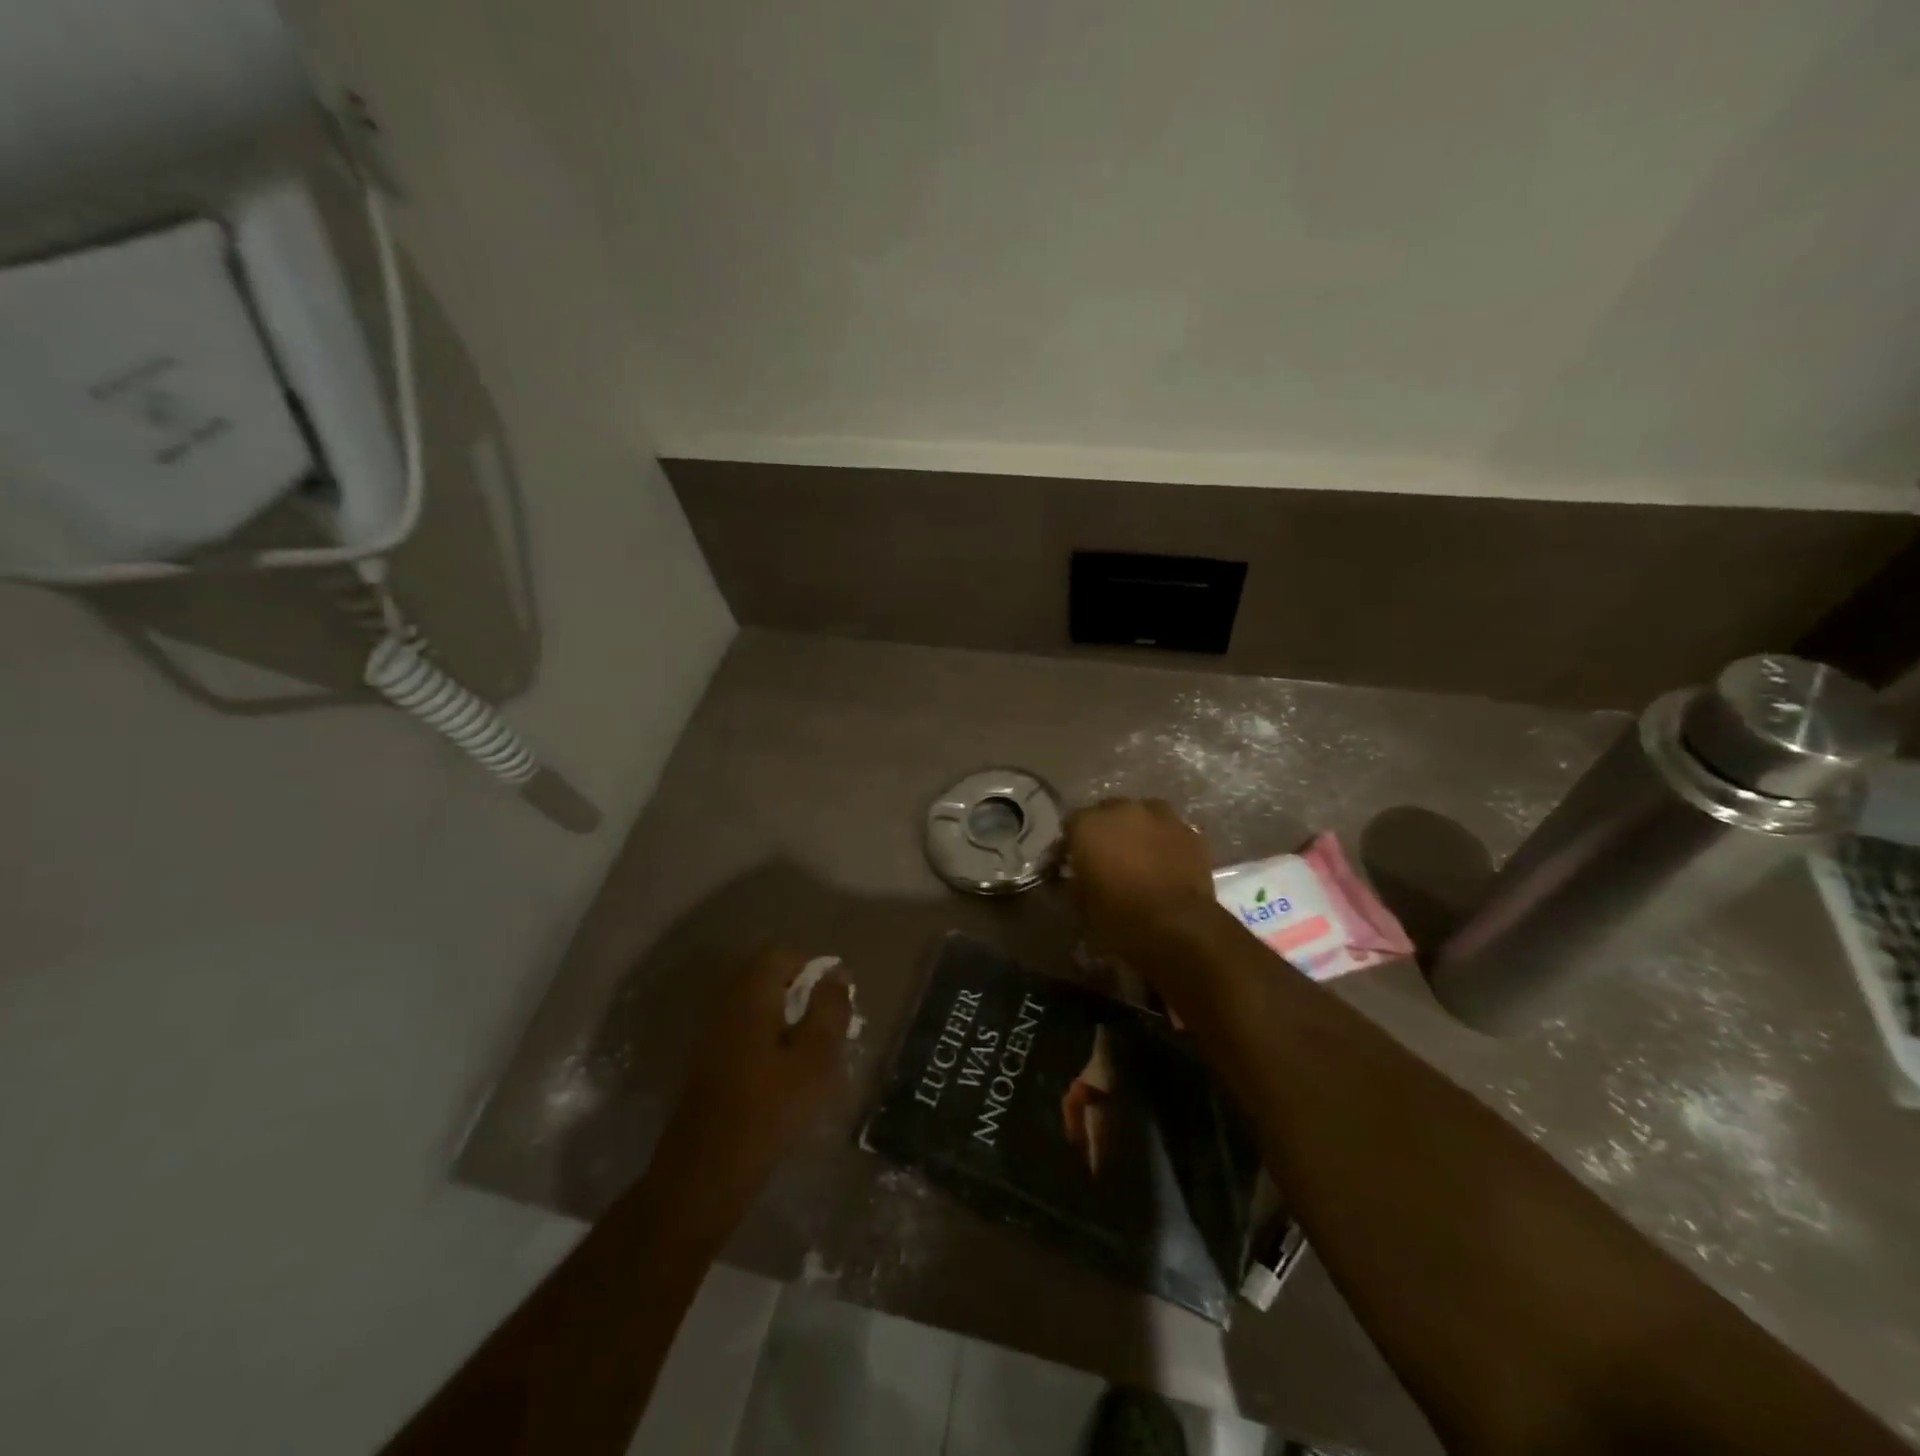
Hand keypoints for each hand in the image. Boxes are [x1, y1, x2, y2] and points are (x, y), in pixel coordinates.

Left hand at [655, 947, 851, 1201]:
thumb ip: (829, 1009)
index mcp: (751, 995)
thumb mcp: (816, 1057)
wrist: (707, 1171)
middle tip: (826, 1024)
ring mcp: (712, 1036)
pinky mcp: (707, 1065)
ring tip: (810, 1051)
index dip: (811, 966)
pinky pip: (743, 1033)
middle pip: (765, 978)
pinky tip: (783, 1075)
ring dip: (784, 1019)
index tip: (833, 995)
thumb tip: (836, 973)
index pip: (780, 954)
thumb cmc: (770, 1108)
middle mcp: (727, 1005)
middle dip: (799, 992)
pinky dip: (767, 1040)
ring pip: (754, 1008)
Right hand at [1065, 798, 1217, 958]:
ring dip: (1137, 833)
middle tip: (1107, 861)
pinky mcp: (1190, 833)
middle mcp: (1122, 809)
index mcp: (1087, 824)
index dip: (1071, 846)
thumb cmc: (1119, 920)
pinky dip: (1164, 844)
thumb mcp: (1081, 907)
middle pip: (1108, 813)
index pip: (1071, 825)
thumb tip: (1076, 877)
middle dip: (1106, 833)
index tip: (1073, 865)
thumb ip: (1074, 882)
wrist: (1178, 930)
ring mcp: (1160, 817)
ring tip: (1139, 860)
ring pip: (1142, 817)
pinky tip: (1165, 867)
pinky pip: (1169, 832)